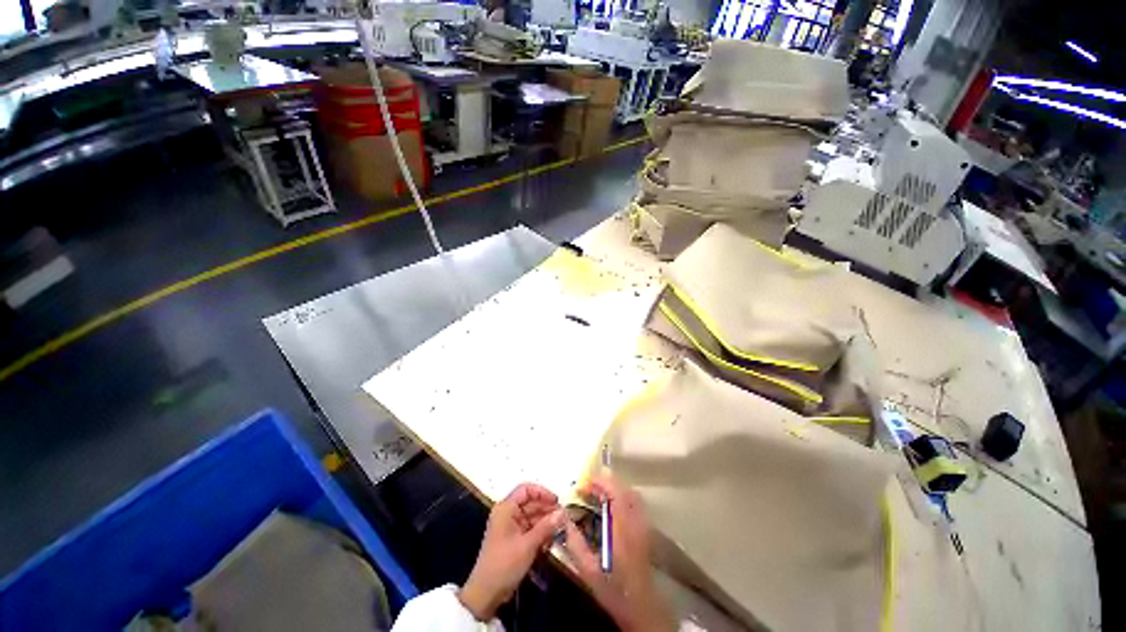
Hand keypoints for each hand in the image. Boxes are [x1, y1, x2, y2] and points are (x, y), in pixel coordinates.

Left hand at [459, 483, 564, 620]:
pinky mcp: (514, 538)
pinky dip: (541, 532)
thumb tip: (563, 513)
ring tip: (561, 530)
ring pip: (532, 516)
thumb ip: (546, 527)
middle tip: (564, 518)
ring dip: (546, 522)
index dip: (542, 492)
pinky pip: (530, 529)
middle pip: (531, 503)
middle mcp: (508, 513)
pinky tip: (551, 541)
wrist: (486, 593)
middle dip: (547, 510)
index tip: (557, 502)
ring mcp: (511, 526)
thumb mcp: (527, 545)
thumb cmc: (504, 564)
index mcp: (506, 508)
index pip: (526, 490)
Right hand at [562, 475, 673, 631]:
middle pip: (625, 490)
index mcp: (622, 530)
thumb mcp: (589, 572)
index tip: (585, 482)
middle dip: (606, 483)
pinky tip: (610, 506)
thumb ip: (576, 545)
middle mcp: (635, 523)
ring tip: (597, 493)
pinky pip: (635, 503)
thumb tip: (564, 520)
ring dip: (615, 489)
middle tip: (589, 487)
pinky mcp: (645, 531)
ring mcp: (643, 526)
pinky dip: (622, 496)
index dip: (601, 483)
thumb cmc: (614, 590)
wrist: (641, 608)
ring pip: (632, 495)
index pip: (616, 494)